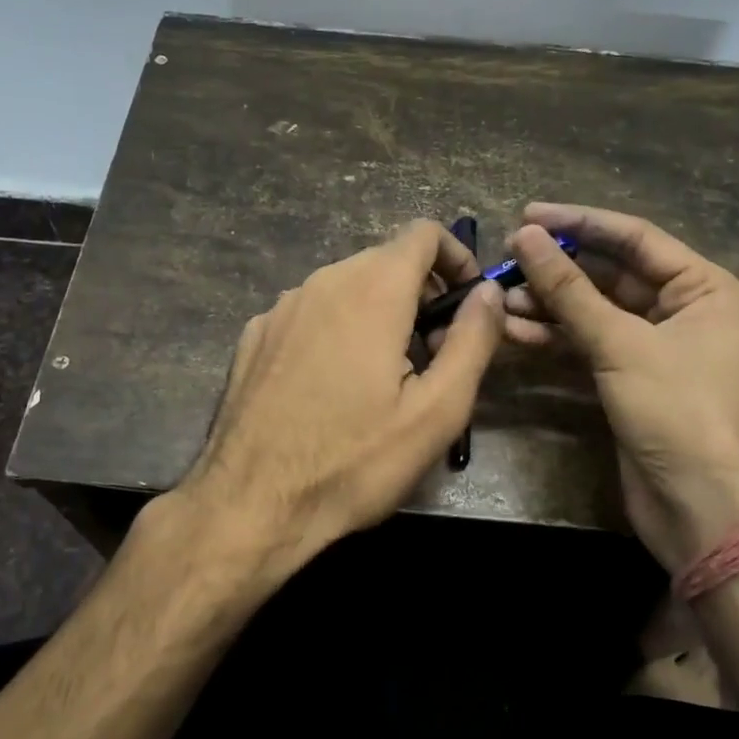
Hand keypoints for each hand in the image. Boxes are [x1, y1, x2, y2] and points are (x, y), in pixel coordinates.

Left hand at [176, 220, 505, 575]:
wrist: (249, 504)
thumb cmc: (354, 461)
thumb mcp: (437, 411)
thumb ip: (472, 340)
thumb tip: (489, 291)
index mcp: (371, 291)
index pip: (422, 233)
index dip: (456, 257)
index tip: (468, 303)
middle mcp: (322, 282)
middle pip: (384, 260)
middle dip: (420, 292)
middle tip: (433, 353)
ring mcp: (280, 307)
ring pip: (345, 286)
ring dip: (378, 312)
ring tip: (385, 376)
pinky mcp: (254, 335)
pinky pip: (310, 313)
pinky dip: (336, 328)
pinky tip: (331, 386)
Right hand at [504, 203, 738, 572]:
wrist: (704, 511)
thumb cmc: (679, 412)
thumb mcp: (621, 344)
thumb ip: (570, 290)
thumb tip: (527, 236)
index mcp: (703, 288)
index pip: (634, 238)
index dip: (579, 222)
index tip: (527, 215)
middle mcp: (682, 309)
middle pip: (610, 274)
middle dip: (557, 269)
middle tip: (506, 258)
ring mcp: (654, 347)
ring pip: (593, 311)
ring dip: (548, 305)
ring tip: (500, 298)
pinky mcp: (630, 379)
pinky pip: (587, 344)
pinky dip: (554, 338)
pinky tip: (514, 332)